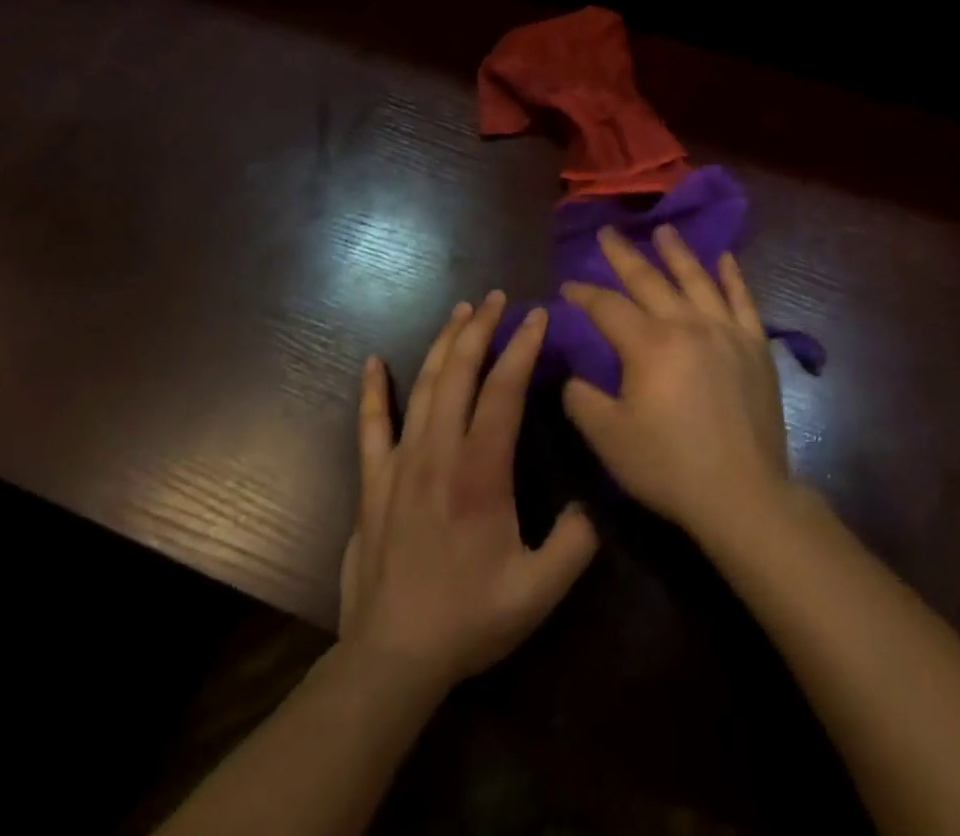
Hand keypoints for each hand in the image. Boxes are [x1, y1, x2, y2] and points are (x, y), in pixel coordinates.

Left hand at [338, 293, 598, 692]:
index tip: (537, 316)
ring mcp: (400, 465)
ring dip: (442, 344)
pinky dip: (373, 391)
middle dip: (480, 329)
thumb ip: (576, 542)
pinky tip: (372, 362)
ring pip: (422, 387)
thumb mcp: (540, 589)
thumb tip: (589, 506)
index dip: (522, 348)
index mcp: (481, 471)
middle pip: (459, 373)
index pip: (504, 391)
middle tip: (496, 298)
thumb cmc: (469, 618)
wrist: (391, 660)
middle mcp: (439, 454)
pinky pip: (371, 426)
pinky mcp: (373, 484)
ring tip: (459, 312)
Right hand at [560, 226, 791, 543]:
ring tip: (663, 229)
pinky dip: (733, 277)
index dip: (584, 294)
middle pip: (649, 280)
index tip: (568, 284)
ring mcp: (726, 330)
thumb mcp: (610, 439)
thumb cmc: (669, 466)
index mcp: (649, 344)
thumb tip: (573, 375)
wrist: (742, 492)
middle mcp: (687, 324)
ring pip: (697, 279)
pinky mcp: (755, 345)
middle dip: (623, 256)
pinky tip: (726, 258)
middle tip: (607, 232)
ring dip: (677, 252)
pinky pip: (743, 300)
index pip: (608, 307)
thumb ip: (583, 400)